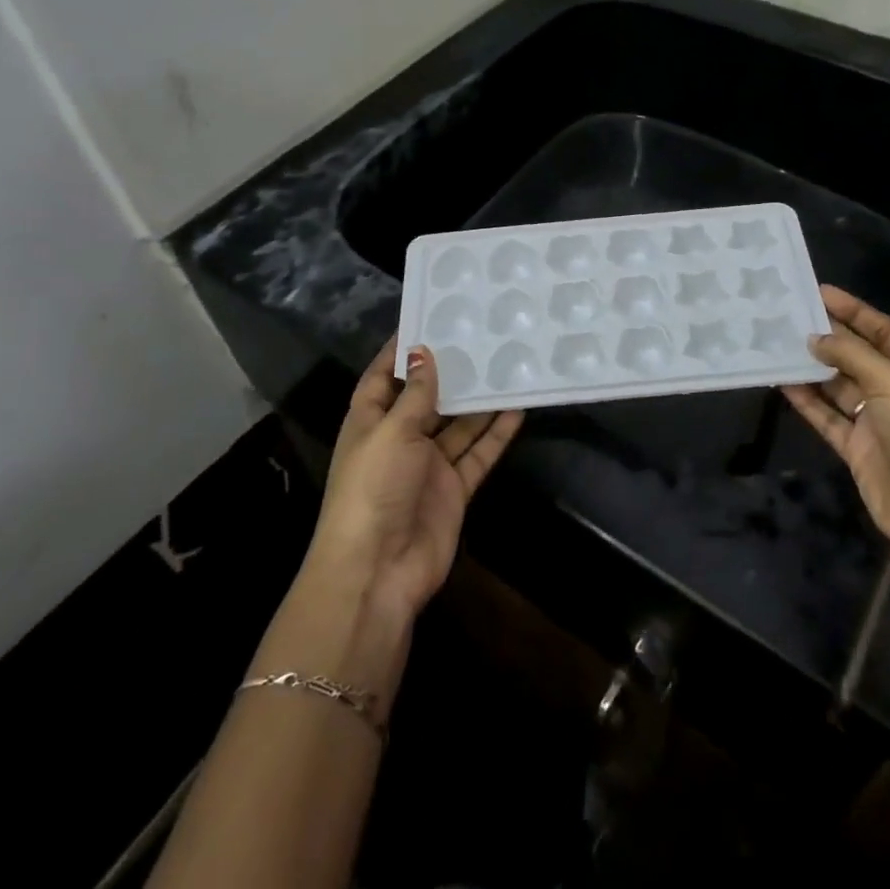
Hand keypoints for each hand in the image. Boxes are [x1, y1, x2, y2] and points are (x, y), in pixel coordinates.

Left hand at [306, 341, 522, 624]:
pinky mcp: (453, 489)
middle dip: (450, 372)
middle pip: (427, 398)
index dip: (403, 351)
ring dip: (479, 401)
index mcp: (370, 422)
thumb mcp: (391, 432)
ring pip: (458, 425)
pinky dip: (496, 434)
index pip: (384, 377)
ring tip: (507, 366)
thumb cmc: (373, 489)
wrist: (378, 571)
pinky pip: (477, 454)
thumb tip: (423, 351)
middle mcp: (399, 439)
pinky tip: (518, 409)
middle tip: (481, 337)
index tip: (429, 319)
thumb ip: (416, 394)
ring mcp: (428, 466)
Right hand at [782, 286, 889, 572]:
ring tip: (777, 344)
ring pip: (838, 386)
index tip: (818, 292)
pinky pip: (827, 418)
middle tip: (788, 316)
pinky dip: (807, 401)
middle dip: (826, 338)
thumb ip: (850, 354)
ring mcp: (878, 421)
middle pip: (857, 356)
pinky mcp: (858, 449)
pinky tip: (782, 382)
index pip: (882, 330)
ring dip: (811, 368)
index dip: (852, 311)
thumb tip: (813, 338)